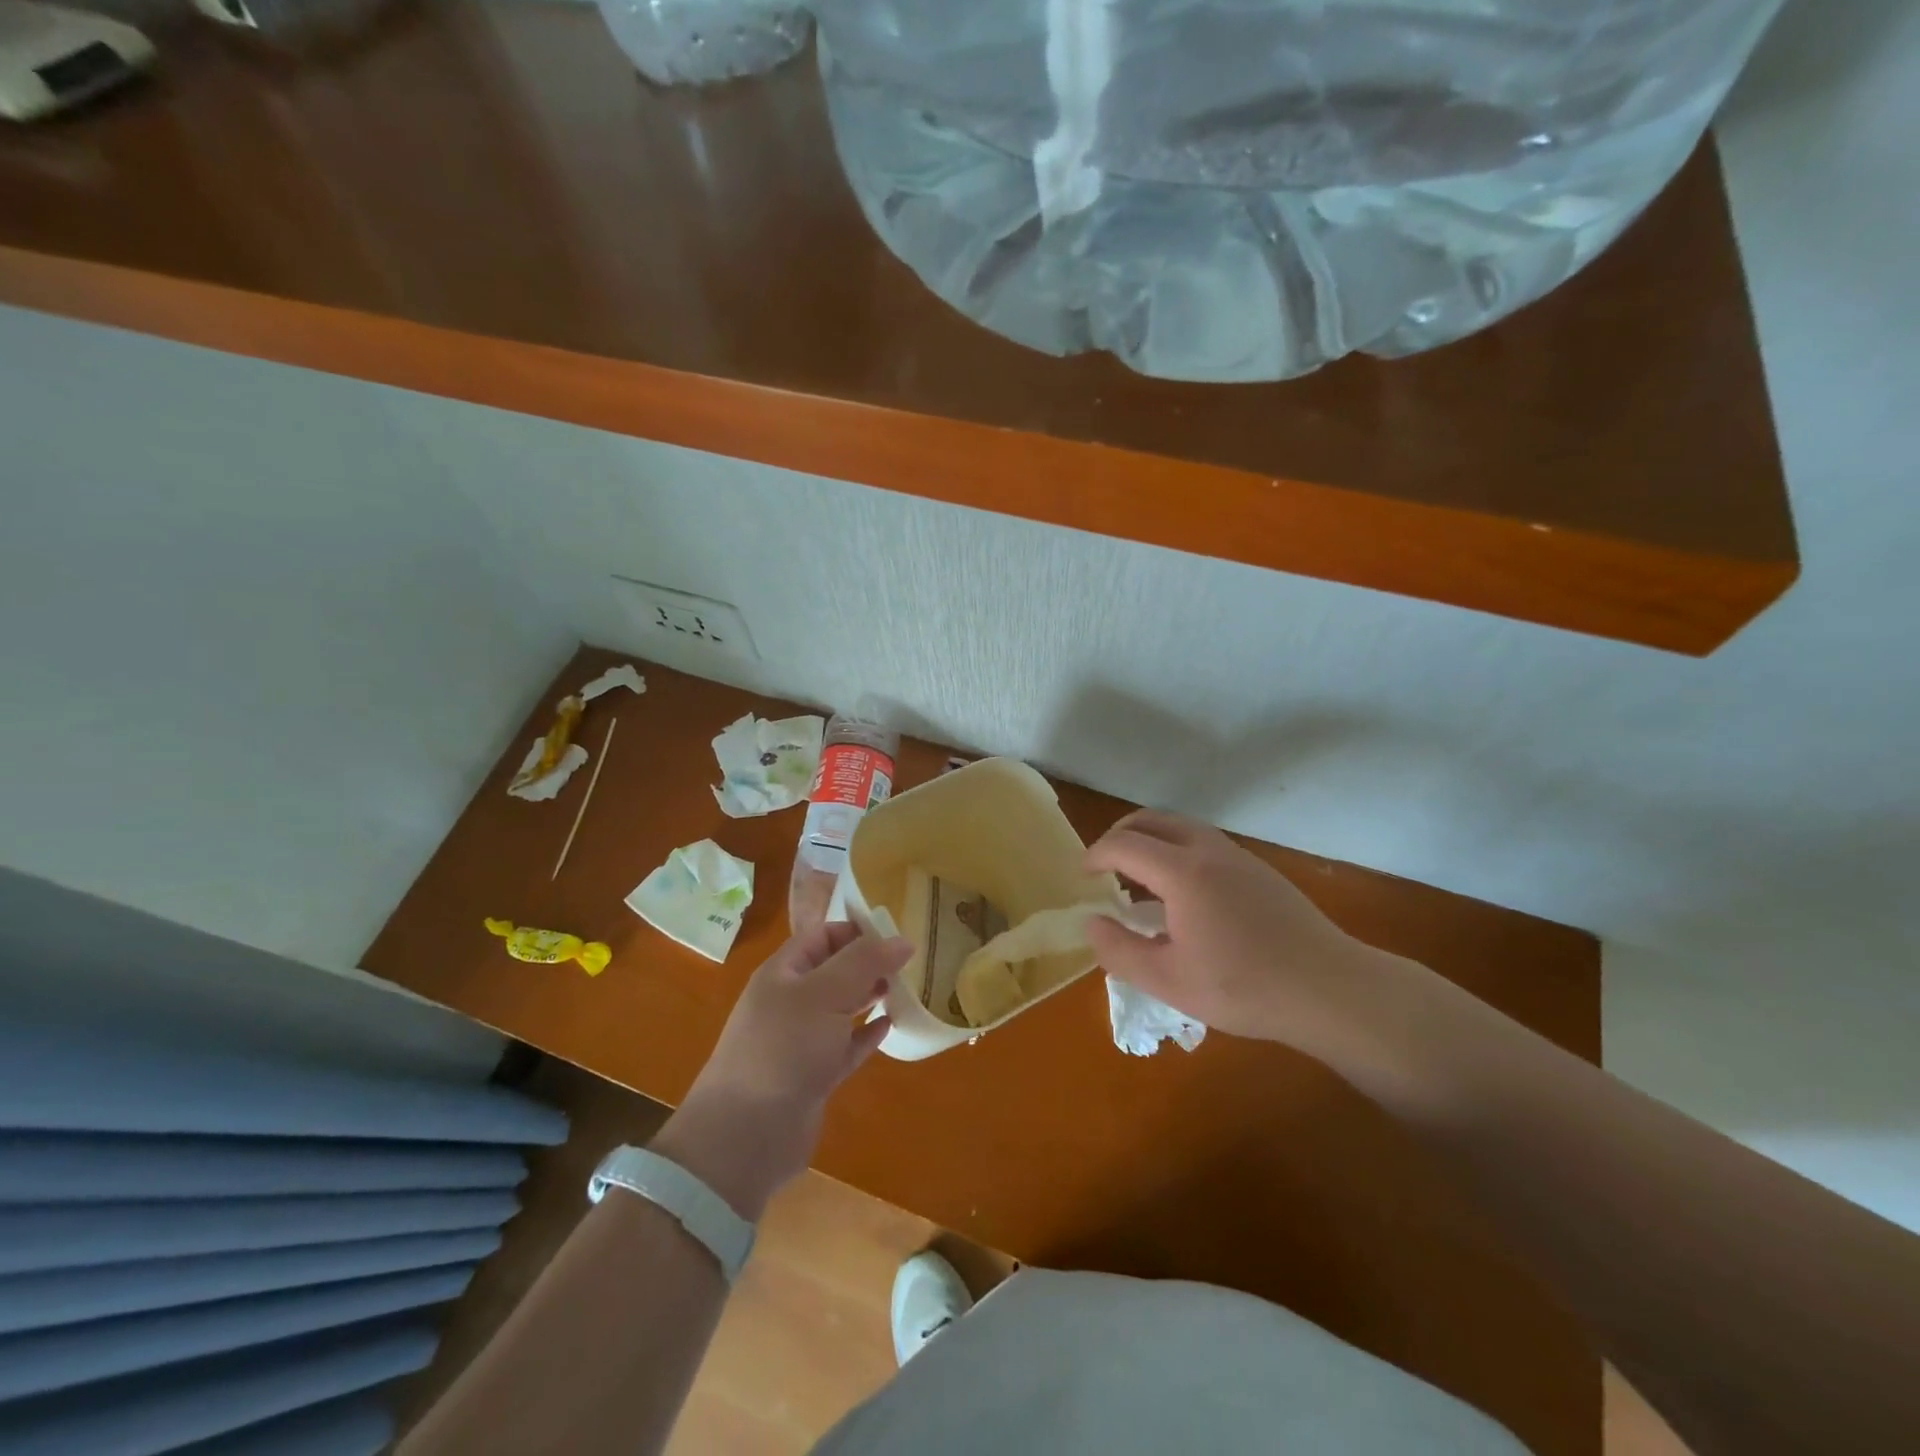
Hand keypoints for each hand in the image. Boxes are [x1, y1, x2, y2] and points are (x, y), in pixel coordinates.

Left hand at [652, 924, 909, 1219]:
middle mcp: (791, 1001)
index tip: (897, 935)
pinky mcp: (813, 1076)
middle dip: (868, 963)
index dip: (858, 931)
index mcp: (784, 973)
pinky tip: (889, 1027)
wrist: (746, 1135)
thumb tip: (904, 940)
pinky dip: (866, 1035)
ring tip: (905, 989)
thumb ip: (865, 962)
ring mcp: (801, 1041)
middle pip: (834, 970)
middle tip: (909, 964)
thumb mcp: (825, 994)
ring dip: (870, 997)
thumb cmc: (784, 1049)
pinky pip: (845, 1046)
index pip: (823, 936)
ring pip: (841, 1008)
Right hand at [1086, 810, 1430, 1068]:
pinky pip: (1203, 841)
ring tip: (1139, 877)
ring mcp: (1237, 855)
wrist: (1328, 989)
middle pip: (1151, 819)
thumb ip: (1119, 950)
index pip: (1123, 844)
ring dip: (1150, 839)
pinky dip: (1176, 849)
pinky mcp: (1259, 869)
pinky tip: (1183, 891)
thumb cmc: (1242, 987)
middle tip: (1105, 866)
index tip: (1083, 877)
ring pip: (1181, 826)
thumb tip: (1092, 922)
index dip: (1095, 855)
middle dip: (1119, 835)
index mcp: (1181, 871)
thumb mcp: (1167, 981)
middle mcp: (1207, 849)